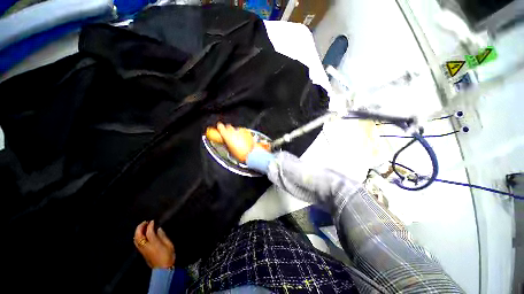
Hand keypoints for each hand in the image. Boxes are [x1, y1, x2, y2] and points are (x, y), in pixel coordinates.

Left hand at [134, 220, 174, 268]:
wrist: (163, 268)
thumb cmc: (168, 255)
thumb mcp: (169, 244)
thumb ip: (163, 236)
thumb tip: (158, 229)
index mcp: (154, 244)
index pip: (149, 232)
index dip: (150, 225)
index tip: (153, 221)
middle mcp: (146, 246)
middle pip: (139, 236)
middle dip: (140, 228)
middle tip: (145, 222)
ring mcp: (142, 250)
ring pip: (136, 239)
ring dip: (138, 232)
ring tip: (143, 226)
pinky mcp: (142, 253)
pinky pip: (137, 243)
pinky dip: (138, 236)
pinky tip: (142, 234)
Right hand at [216, 122, 254, 161]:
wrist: (251, 153)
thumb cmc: (240, 154)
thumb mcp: (230, 150)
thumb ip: (227, 144)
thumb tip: (226, 143)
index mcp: (227, 135)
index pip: (220, 126)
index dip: (220, 127)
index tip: (220, 128)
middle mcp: (234, 131)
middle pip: (229, 127)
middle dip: (229, 131)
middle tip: (230, 136)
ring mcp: (241, 131)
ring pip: (237, 129)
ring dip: (237, 133)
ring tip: (239, 140)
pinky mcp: (247, 131)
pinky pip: (244, 131)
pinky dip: (243, 134)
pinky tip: (244, 139)